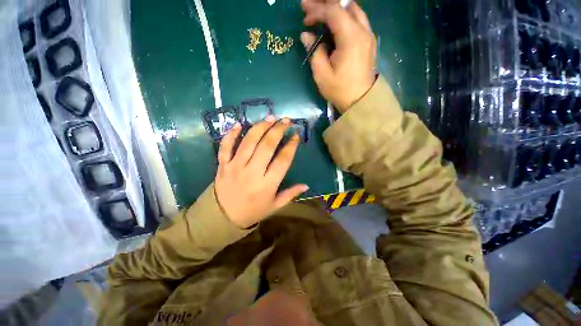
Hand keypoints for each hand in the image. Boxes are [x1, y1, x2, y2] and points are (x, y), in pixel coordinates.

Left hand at [214, 116, 308, 228]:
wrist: (222, 218)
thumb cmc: (252, 211)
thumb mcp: (274, 206)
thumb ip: (290, 194)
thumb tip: (307, 185)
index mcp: (267, 185)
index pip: (282, 160)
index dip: (291, 146)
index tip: (295, 136)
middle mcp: (252, 173)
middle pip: (267, 146)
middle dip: (278, 130)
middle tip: (285, 121)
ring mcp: (235, 167)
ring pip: (249, 142)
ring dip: (260, 127)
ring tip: (270, 118)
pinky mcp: (222, 165)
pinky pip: (225, 146)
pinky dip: (231, 134)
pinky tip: (240, 124)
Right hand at [301, 0, 376, 112]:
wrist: (360, 100)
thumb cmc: (340, 90)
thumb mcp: (322, 74)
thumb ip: (314, 51)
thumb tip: (306, 35)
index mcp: (351, 38)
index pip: (334, 11)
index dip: (317, 10)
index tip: (304, 16)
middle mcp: (363, 31)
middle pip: (346, 4)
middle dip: (327, 3)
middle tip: (310, 6)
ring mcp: (368, 35)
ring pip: (353, 10)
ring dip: (336, 8)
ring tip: (321, 12)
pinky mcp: (368, 41)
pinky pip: (357, 20)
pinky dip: (344, 16)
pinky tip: (334, 23)